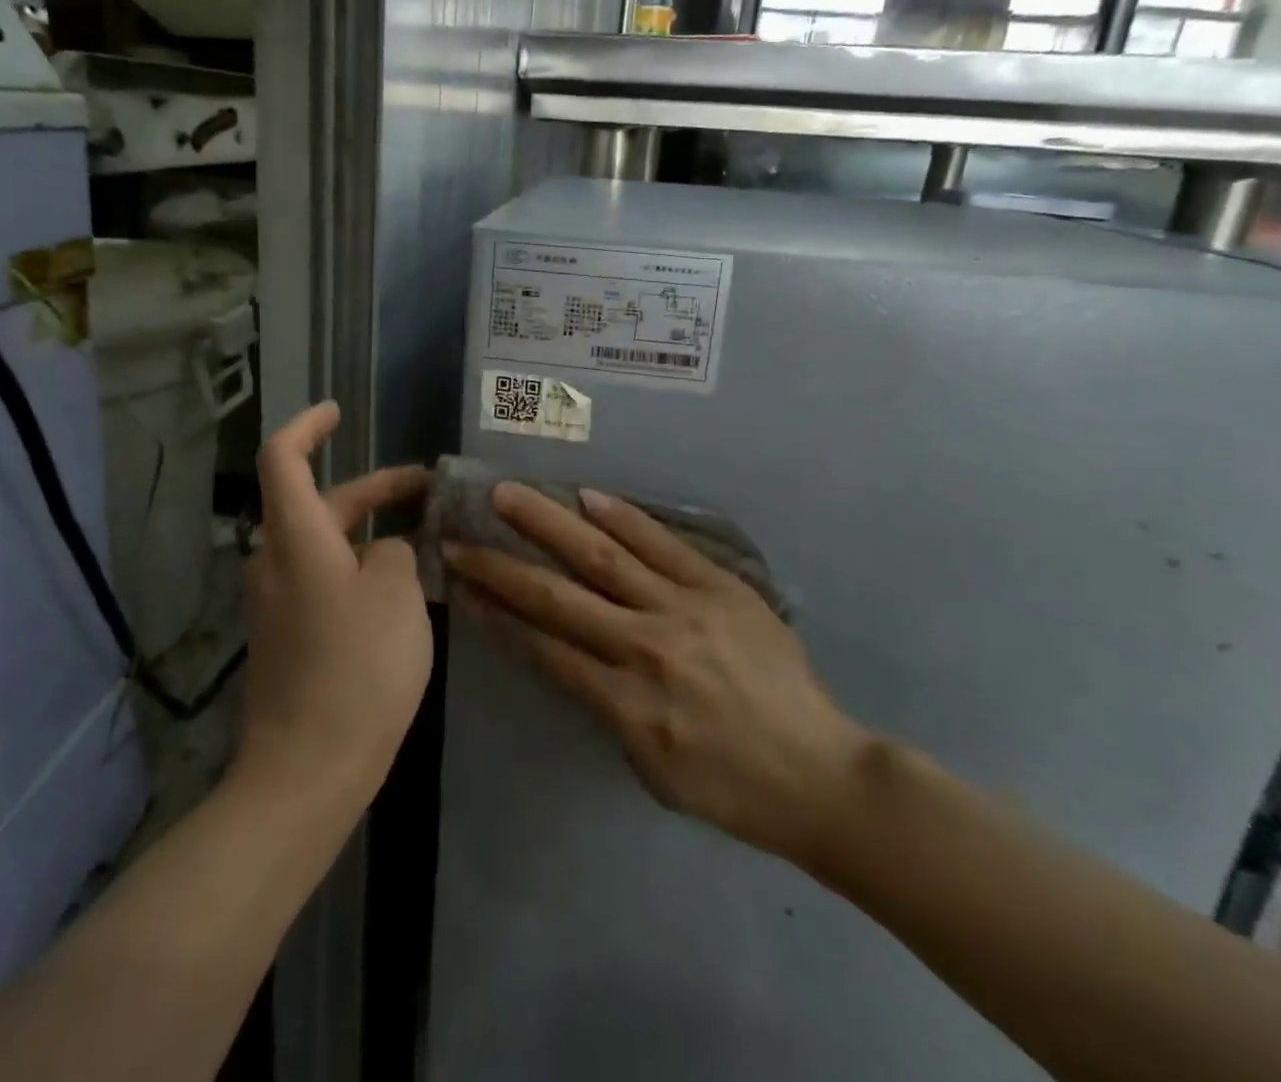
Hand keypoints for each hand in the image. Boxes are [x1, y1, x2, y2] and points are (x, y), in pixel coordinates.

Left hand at [237, 403, 433, 801]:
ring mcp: (276, 602)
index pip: (283, 458)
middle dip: (373, 489)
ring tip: (426, 541)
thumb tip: (384, 553)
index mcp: (296, 539)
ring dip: (370, 531)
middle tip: (427, 488)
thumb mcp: (397, 596)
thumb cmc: (357, 670)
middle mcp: (275, 561)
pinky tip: (399, 590)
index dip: (308, 426)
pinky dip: (358, 567)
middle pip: (317, 502)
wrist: (306, 772)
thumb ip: (397, 553)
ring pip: (324, 544)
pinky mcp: (286, 635)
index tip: (337, 412)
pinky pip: (323, 579)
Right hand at [443, 483, 868, 870]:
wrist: (819, 773)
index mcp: (625, 704)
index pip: (544, 648)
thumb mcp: (649, 767)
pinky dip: (624, 517)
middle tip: (461, 537)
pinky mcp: (719, 586)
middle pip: (559, 597)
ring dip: (550, 524)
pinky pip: (663, 545)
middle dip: (503, 567)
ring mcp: (684, 609)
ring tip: (510, 495)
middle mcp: (645, 647)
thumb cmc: (729, 786)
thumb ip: (606, 707)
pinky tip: (589, 496)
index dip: (497, 616)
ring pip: (604, 557)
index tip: (462, 588)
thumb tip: (574, 656)